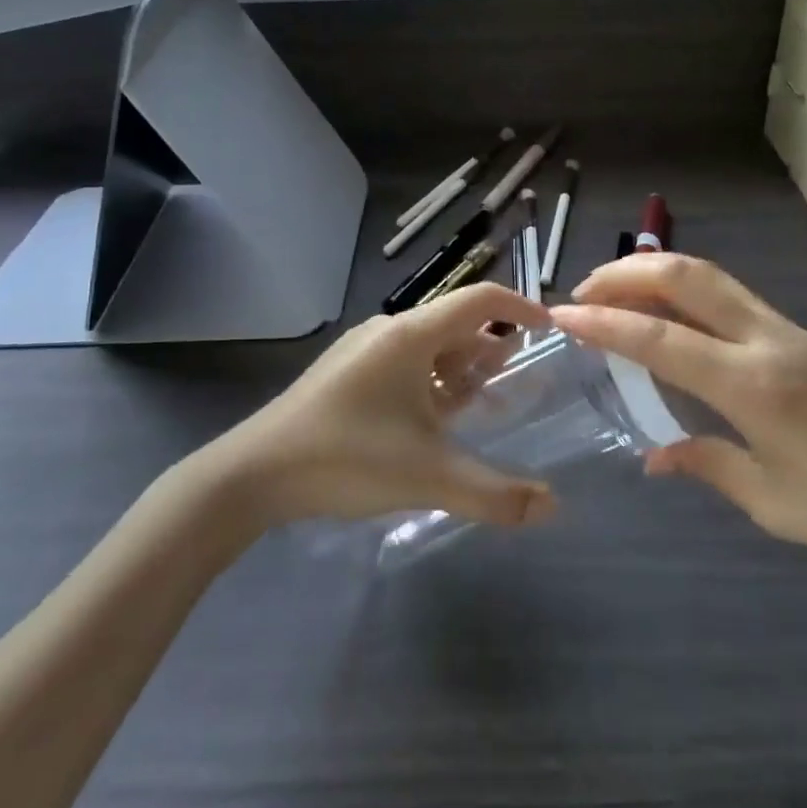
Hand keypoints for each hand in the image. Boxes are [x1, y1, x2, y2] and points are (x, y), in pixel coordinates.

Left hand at [215, 284, 561, 531]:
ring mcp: (362, 350)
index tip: (548, 329)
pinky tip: (430, 420)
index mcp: (412, 335)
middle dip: (490, 349)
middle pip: (455, 325)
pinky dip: (430, 381)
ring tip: (478, 403)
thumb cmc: (348, 458)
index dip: (520, 307)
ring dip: (459, 367)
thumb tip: (553, 507)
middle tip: (514, 381)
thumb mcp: (429, 477)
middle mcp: (389, 331)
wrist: (253, 474)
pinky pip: (403, 363)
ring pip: (428, 346)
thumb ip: (495, 494)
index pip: (480, 300)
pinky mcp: (344, 373)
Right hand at [549, 256, 806, 588]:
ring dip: (652, 272)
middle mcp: (765, 340)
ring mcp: (786, 329)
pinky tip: (667, 313)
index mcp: (753, 386)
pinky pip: (728, 294)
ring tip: (611, 293)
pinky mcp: (799, 333)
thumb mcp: (779, 505)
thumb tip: (654, 454)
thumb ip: (710, 466)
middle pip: (684, 276)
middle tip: (580, 293)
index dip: (603, 323)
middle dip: (624, 274)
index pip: (659, 338)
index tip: (559, 316)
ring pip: (707, 275)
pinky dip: (683, 288)